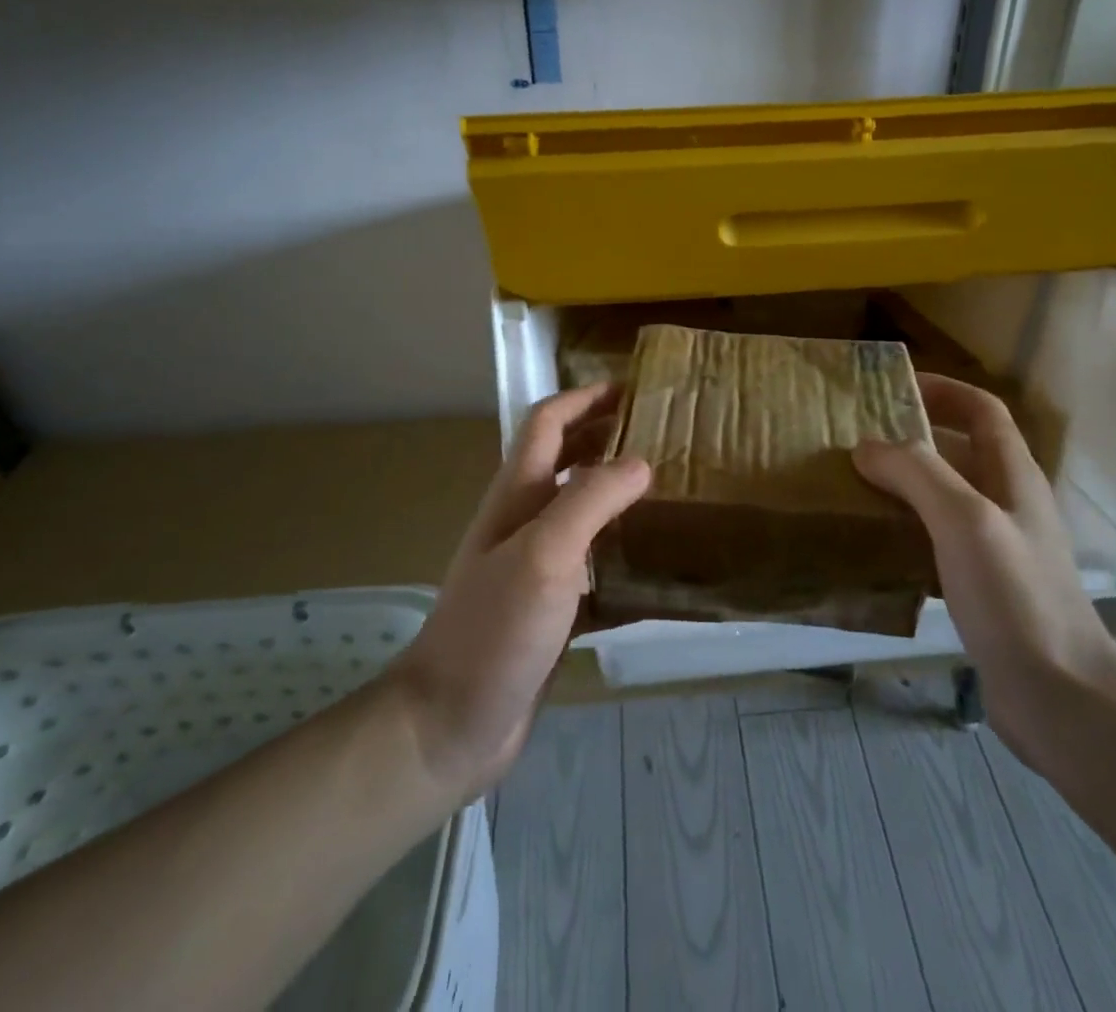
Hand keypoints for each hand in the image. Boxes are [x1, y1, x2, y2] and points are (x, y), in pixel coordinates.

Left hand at [386, 383, 649, 798]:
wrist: (450, 724)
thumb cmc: (495, 629)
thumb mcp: (545, 553)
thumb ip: (591, 499)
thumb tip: (640, 461)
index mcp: (516, 495)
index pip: (547, 423)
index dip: (585, 399)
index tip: (632, 389)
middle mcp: (523, 521)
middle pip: (564, 460)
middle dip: (604, 436)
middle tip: (659, 434)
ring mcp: (534, 566)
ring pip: (580, 510)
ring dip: (615, 491)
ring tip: (665, 489)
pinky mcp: (550, 608)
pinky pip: (592, 564)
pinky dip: (620, 551)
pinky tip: (655, 563)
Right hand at [854, 373, 1115, 763]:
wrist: (1061, 697)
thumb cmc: (1016, 596)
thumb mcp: (964, 520)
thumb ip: (917, 474)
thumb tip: (867, 447)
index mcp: (1014, 476)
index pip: (983, 410)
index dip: (944, 390)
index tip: (894, 388)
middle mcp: (1009, 503)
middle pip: (962, 450)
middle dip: (914, 436)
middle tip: (860, 437)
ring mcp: (999, 546)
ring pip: (947, 496)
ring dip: (906, 483)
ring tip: (857, 483)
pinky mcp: (984, 586)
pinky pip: (939, 539)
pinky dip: (908, 528)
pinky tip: (875, 541)